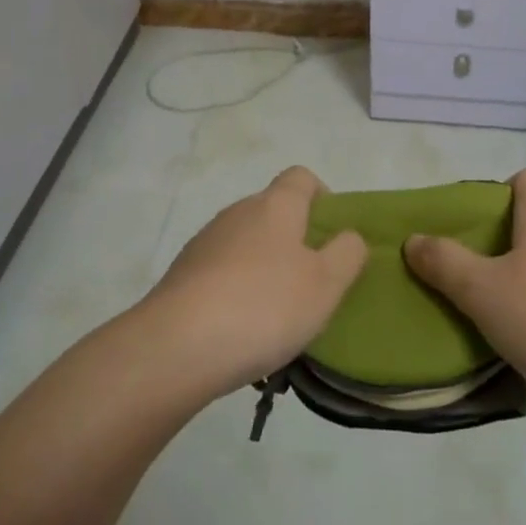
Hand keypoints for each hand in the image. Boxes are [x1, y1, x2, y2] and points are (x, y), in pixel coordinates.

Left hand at [141, 167, 367, 402]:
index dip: (322, 198)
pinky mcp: (182, 275)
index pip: (301, 177)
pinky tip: (242, 333)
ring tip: (277, 319)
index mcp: (275, 205)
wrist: (176, 347)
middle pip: (273, 212)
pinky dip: (236, 293)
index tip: (333, 237)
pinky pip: (221, 274)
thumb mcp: (325, 284)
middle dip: (296, 242)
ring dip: (265, 270)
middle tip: (312, 286)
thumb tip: (349, 236)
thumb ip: (347, 253)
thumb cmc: (263, 306)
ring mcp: (205, 243)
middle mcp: (237, 213)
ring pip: (247, 245)